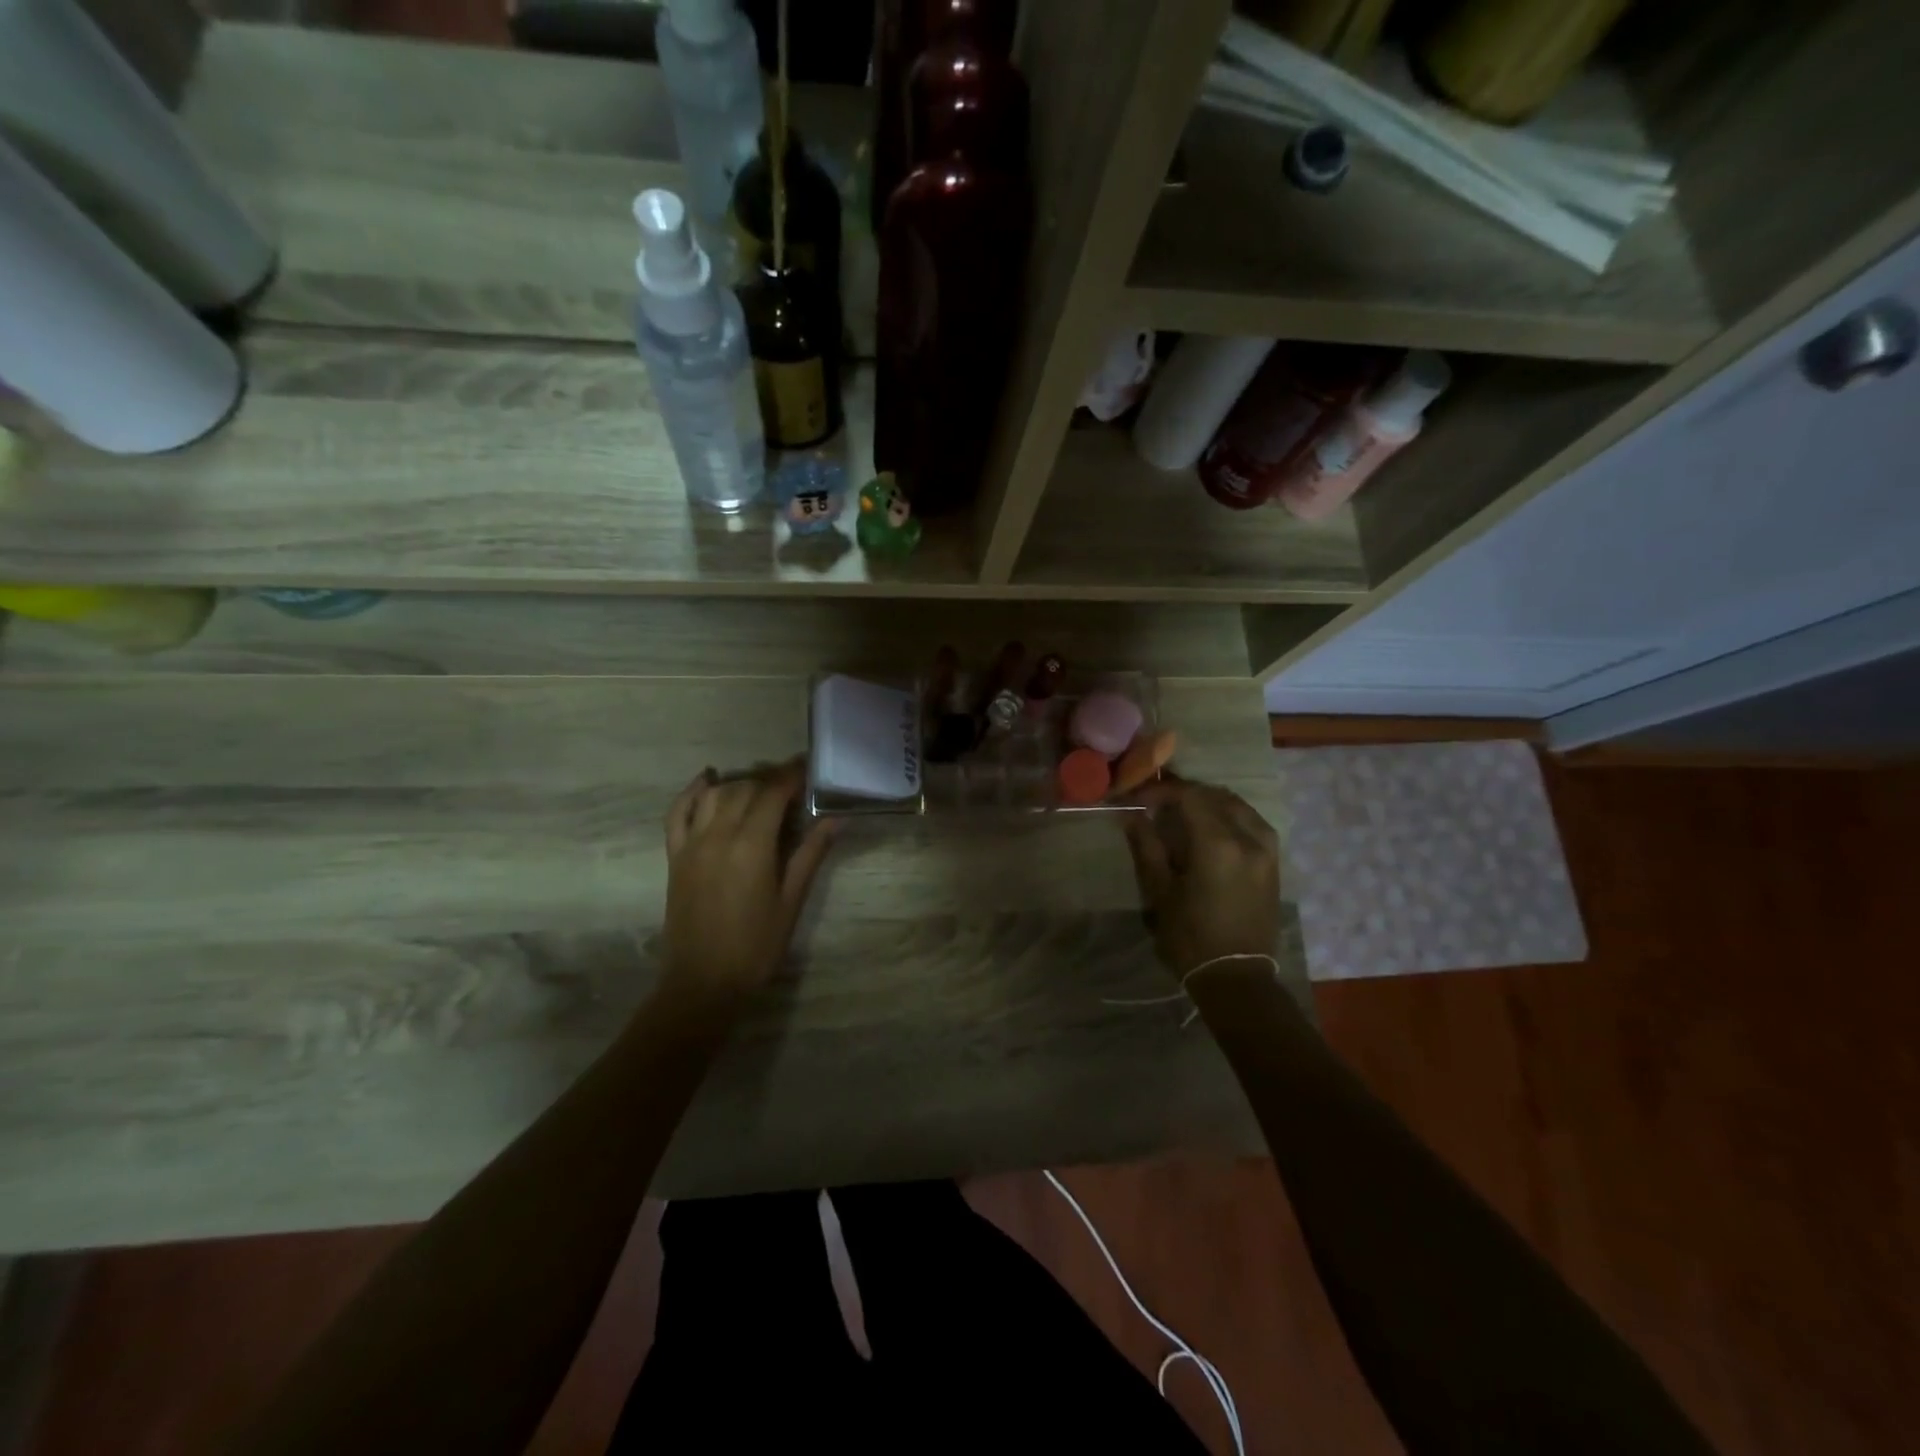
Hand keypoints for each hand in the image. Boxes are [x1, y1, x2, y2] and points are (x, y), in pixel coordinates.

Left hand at [661, 759, 834, 1013]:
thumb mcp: (791, 901)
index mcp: (751, 845)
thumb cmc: (756, 946)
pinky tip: (707, 779)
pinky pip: (678, 813)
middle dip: (770, 780)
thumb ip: (810, 855)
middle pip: (745, 789)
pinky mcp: (675, 857)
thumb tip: (835, 819)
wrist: (703, 982)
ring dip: (739, 784)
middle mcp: (718, 835)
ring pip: (715, 794)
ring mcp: (692, 844)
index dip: (792, 776)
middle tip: (793, 786)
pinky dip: (692, 791)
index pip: (773, 794)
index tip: (808, 769)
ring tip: (760, 790)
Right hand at [1120, 777, 1280, 978]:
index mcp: (1218, 844)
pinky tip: (1211, 828)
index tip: (1140, 799)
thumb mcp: (1160, 891)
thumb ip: (1147, 846)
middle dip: (1185, 793)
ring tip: (1183, 813)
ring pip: (1238, 806)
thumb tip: (1134, 815)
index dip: (1162, 791)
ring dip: (1209, 802)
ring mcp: (1267, 850)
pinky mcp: (1274, 863)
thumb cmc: (1190, 938)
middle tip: (1157, 803)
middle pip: (1215, 796)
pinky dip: (1229, 816)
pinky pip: (1252, 823)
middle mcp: (1249, 838)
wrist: (1236, 977)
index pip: (1190, 796)